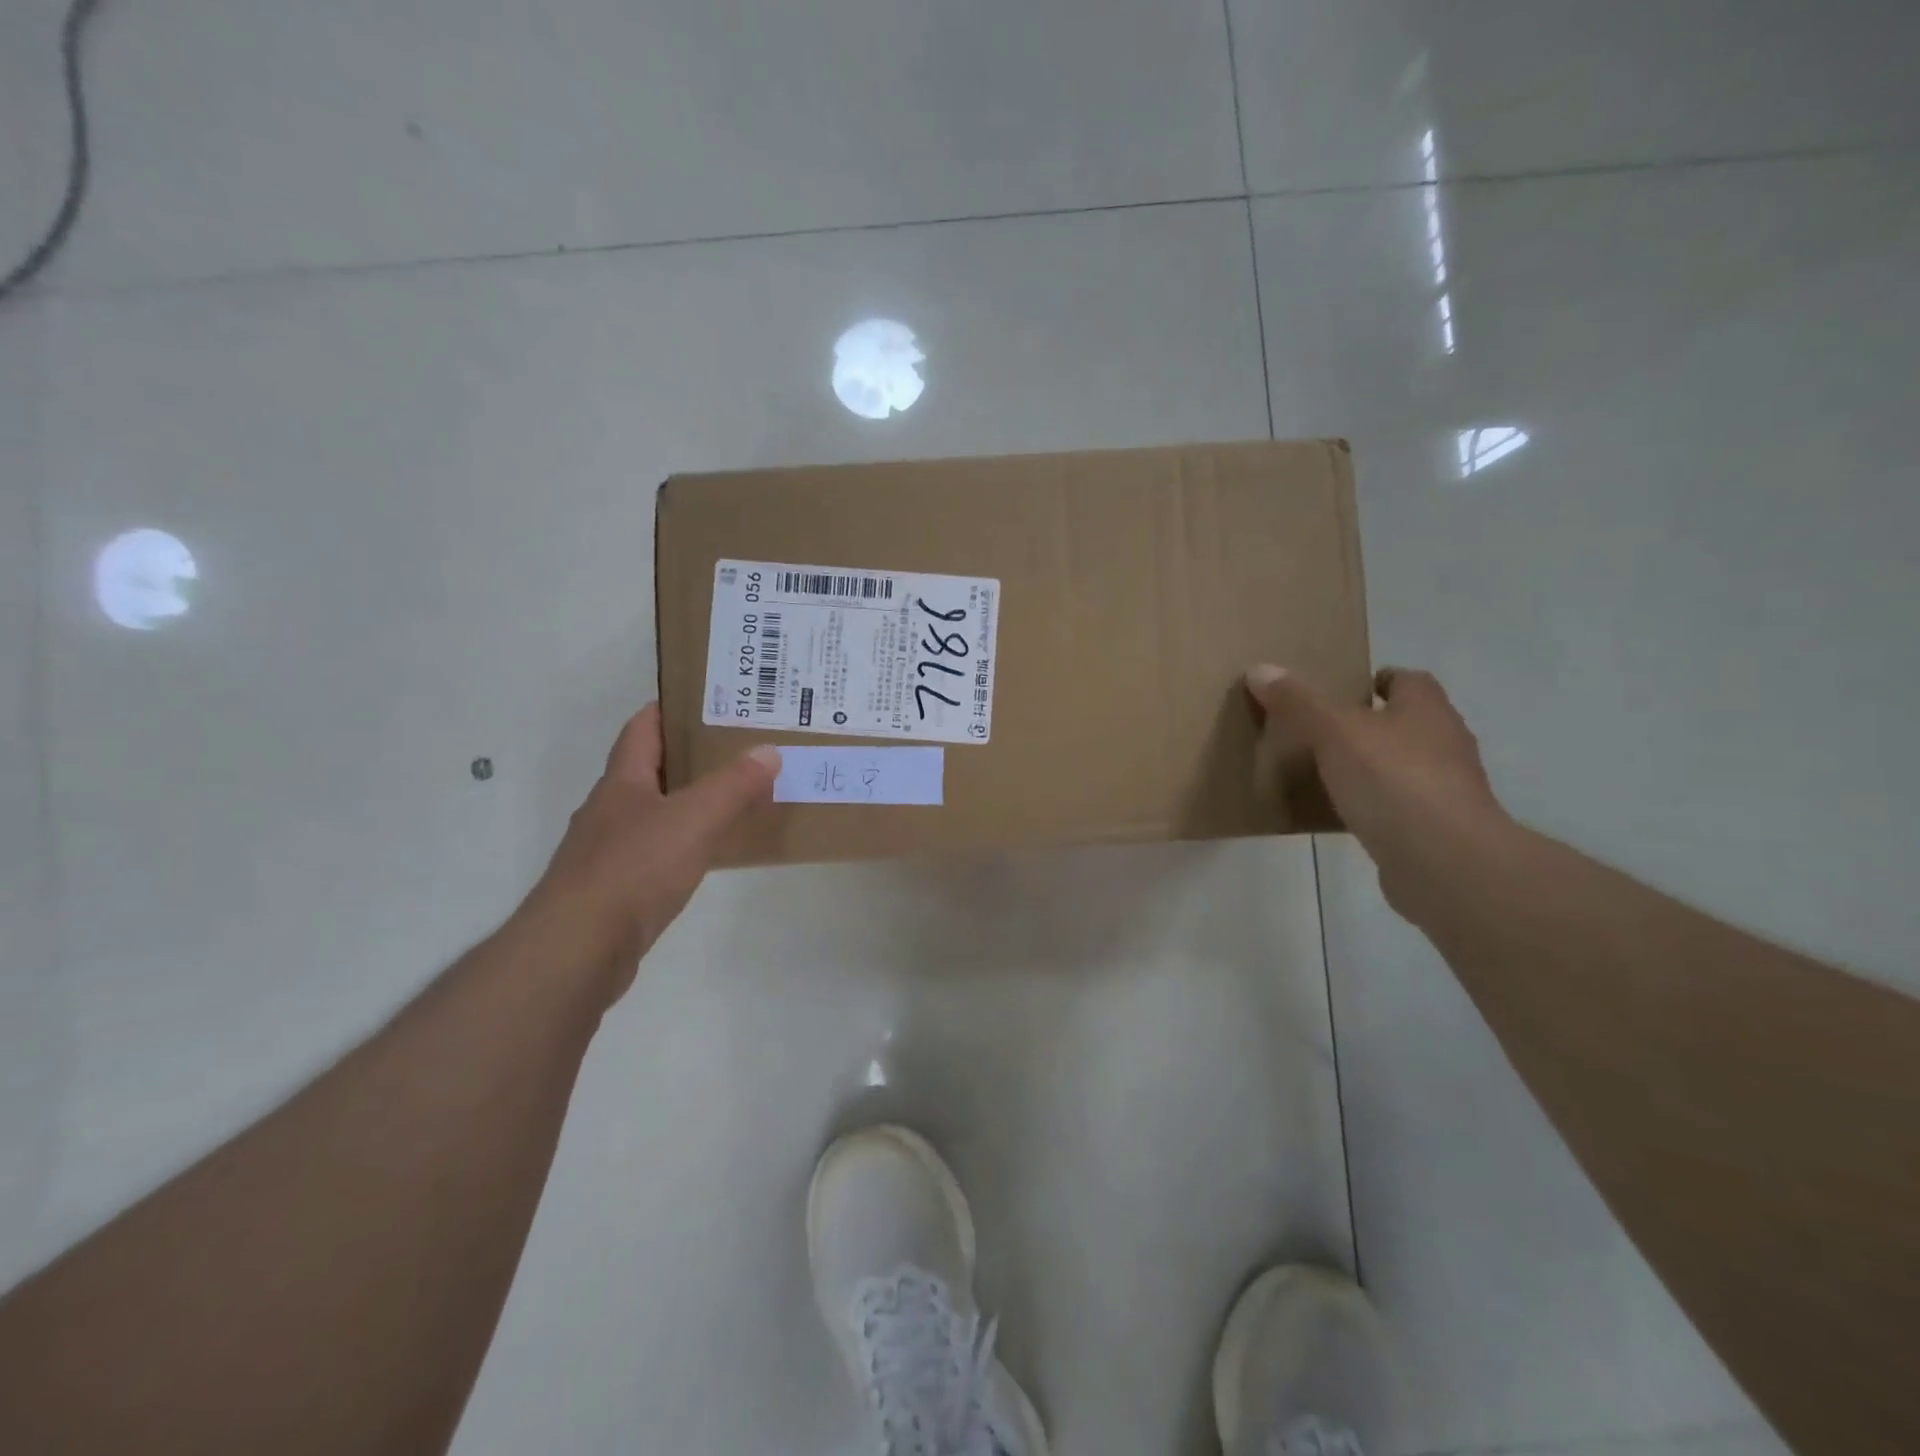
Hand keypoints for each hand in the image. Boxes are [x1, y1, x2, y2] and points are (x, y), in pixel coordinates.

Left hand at [517, 705, 779, 1007]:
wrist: (579, 949)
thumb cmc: (634, 869)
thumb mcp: (693, 819)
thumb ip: (733, 785)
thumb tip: (768, 751)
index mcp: (622, 783)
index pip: (642, 729)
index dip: (669, 709)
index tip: (706, 700)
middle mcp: (610, 810)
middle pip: (649, 770)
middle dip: (689, 756)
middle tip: (738, 748)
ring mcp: (608, 852)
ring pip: (653, 813)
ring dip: (687, 802)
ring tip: (733, 796)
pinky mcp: (614, 889)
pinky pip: (655, 853)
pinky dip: (683, 844)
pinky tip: (708, 853)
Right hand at [1245, 663, 1510, 914]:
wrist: (1443, 861)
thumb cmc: (1393, 779)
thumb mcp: (1332, 731)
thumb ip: (1297, 702)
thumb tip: (1260, 670)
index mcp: (1426, 709)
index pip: (1407, 680)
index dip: (1376, 680)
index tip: (1339, 691)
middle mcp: (1443, 742)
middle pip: (1403, 722)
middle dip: (1367, 724)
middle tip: (1317, 730)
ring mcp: (1444, 789)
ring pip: (1401, 765)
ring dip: (1370, 767)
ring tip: (1322, 772)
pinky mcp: (1435, 829)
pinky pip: (1397, 807)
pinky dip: (1372, 806)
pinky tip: (1340, 814)